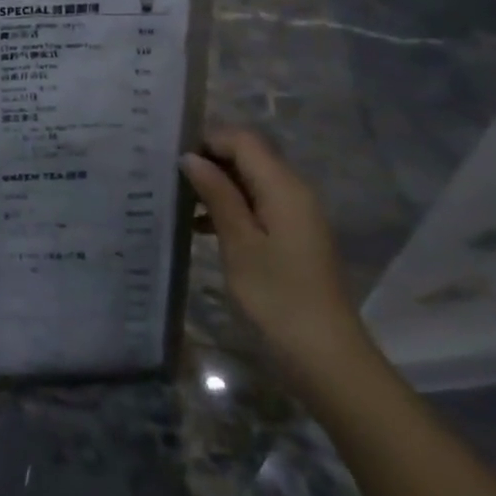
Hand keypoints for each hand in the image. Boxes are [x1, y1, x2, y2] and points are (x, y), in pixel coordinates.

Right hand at [181, 129, 368, 388]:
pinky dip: (231, 206)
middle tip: (170, 177)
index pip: (243, 140)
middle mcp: (294, 191)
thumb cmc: (276, 295)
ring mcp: (297, 214)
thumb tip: (191, 157)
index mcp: (283, 186)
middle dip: (210, 160)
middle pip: (249, 156)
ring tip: (179, 200)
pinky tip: (200, 226)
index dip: (207, 140)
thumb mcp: (238, 242)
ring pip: (251, 180)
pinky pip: (258, 203)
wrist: (325, 355)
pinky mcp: (294, 235)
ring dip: (218, 185)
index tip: (172, 157)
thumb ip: (216, 194)